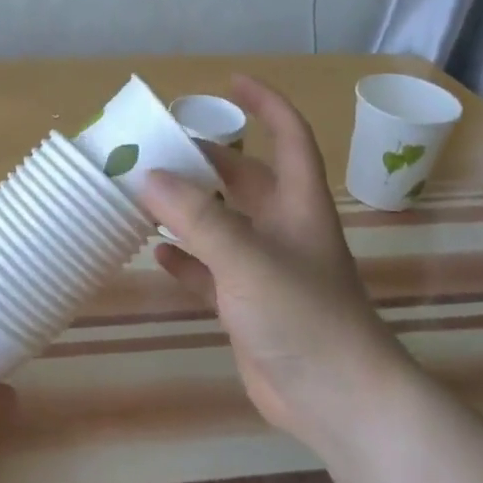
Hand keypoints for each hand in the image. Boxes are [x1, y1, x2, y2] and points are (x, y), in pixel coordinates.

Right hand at [146, 76, 404, 453]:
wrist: (337, 400)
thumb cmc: (303, 316)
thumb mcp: (247, 258)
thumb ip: (198, 217)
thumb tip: (149, 177)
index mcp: (298, 204)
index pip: (289, 136)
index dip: (265, 104)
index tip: (229, 82)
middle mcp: (283, 229)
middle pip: (244, 179)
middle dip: (207, 160)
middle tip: (159, 147)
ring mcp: (264, 269)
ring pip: (222, 225)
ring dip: (189, 210)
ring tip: (145, 194)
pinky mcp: (247, 306)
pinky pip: (209, 271)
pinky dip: (185, 260)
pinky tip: (156, 254)